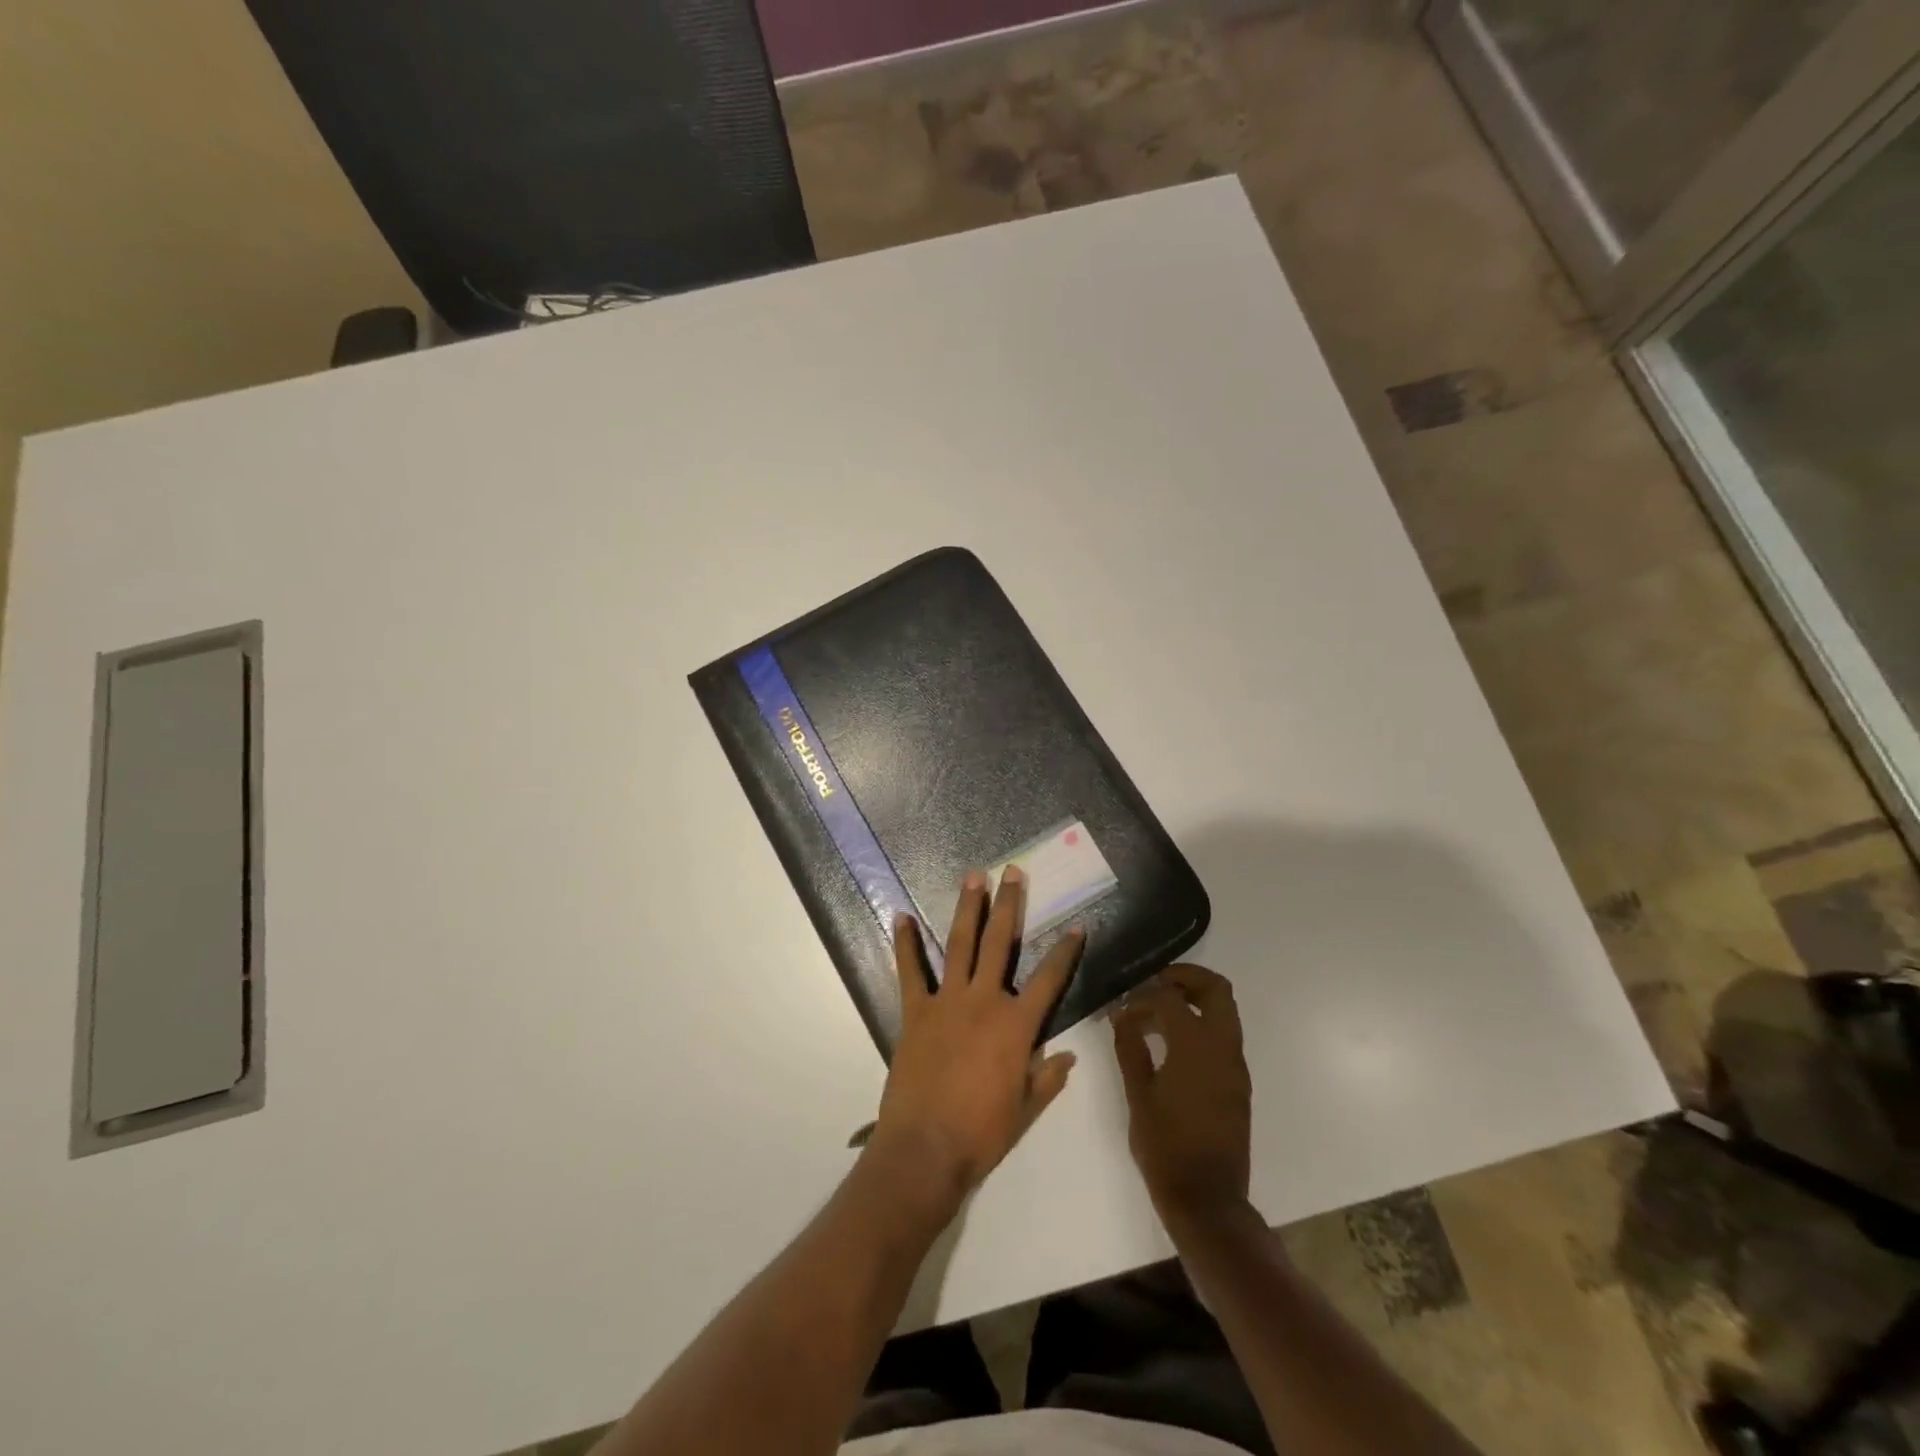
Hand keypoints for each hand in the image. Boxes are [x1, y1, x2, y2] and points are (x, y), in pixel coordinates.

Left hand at [869, 867, 1083, 1213]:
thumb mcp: (1025, 1110)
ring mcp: (947, 1001)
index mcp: (1017, 1026)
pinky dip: (905, 944)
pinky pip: (910, 971)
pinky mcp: (916, 1011)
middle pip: (1001, 944)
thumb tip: (1068, 1057)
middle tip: (1012, 872)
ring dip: (967, 909)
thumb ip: (1047, 1078)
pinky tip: (901, 917)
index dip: (1066, 952)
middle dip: (1009, 906)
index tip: (1077, 926)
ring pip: (960, 945)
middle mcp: (985, 1001)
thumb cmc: (982, 1133)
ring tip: (972, 878)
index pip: (1050, 980)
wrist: (926, 1149)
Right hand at [1111, 964, 1251, 1227]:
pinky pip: (1223, 1036)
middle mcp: (1223, 1047)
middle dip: (1185, 978)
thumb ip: (1129, 1047)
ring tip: (1156, 1013)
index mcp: (1196, 1045)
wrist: (1207, 1199)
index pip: (1170, 998)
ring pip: (1224, 1011)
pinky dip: (1200, 1025)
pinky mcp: (1237, 1082)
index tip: (1122, 1003)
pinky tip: (1170, 1043)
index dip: (1143, 994)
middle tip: (1153, 984)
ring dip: (1193, 1000)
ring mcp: (1235, 1065)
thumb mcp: (1138, 1094)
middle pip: (1215, 989)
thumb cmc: (1165, 1146)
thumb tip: (1121, 1014)